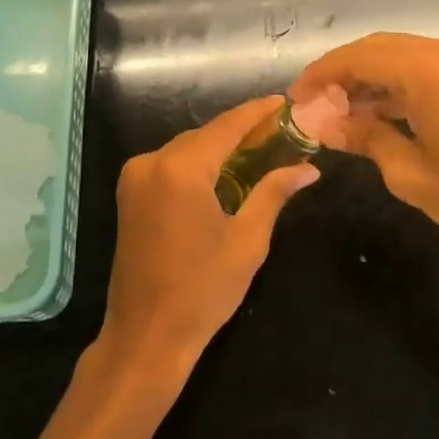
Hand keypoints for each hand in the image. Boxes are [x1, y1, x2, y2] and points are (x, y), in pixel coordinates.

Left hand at [99, 98, 319, 380]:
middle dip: (242, 132)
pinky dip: (199, 164)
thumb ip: (273, 194)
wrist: (145, 336)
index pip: (227, 126)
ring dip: (220, 148)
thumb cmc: (202, 291)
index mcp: (181, 169)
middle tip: (281, 132)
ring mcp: (135, 176)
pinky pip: (171, 165)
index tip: (285, 102)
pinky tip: (226, 173)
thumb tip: (308, 169)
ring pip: (187, 149)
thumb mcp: (247, 241)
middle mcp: (152, 161)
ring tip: (261, 150)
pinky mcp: (130, 193)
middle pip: (205, 135)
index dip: (258, 112)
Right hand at [291, 33, 438, 259]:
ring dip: (367, 78)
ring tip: (340, 112)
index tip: (296, 98)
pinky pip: (421, 65)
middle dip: (341, 73)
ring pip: (397, 54)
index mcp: (425, 71)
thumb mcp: (408, 173)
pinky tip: (376, 111)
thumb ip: (364, 138)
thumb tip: (326, 125)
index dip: (320, 75)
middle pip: (375, 48)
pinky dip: (394, 82)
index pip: (356, 58)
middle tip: (315, 105)